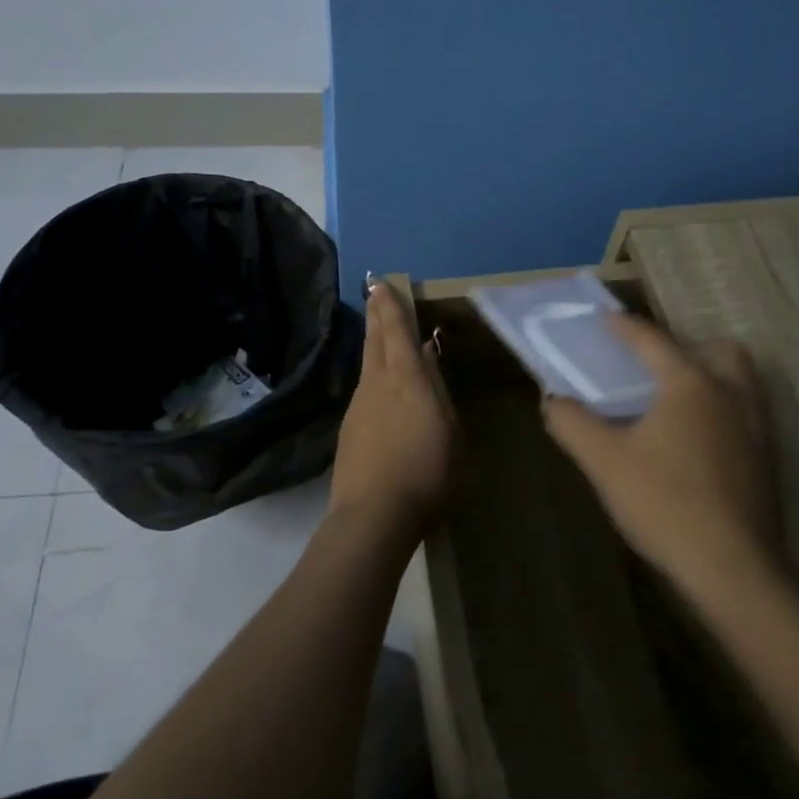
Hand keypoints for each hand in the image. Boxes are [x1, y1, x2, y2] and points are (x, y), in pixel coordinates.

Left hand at [328, 278, 454, 545]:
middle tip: (374, 294)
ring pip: (368, 365)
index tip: (381, 283)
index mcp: (407, 377)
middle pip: (375, 341)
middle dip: (376, 315)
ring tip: (381, 335)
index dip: (390, 306)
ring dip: (374, 344)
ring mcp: (358, 406)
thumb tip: (427, 359)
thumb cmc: (427, 471)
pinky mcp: (349, 430)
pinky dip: (374, 378)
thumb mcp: (449, 429)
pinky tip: (382, 391)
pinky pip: (365, 391)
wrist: (375, 515)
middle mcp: (377, 383)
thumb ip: (437, 390)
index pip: (397, 331)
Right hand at [542, 315, 776, 595]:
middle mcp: (731, 394)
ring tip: (677, 403)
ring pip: (741, 382)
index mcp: (690, 384)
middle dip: (689, 348)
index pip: (653, 341)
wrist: (733, 567)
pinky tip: (697, 443)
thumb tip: (554, 401)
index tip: (606, 317)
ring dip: (712, 378)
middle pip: (719, 351)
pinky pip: (746, 414)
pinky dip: (723, 411)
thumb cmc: (664, 502)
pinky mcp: (767, 460)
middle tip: (658, 368)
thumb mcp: (605, 462)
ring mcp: (757, 427)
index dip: (625, 327)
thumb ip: (573, 424)